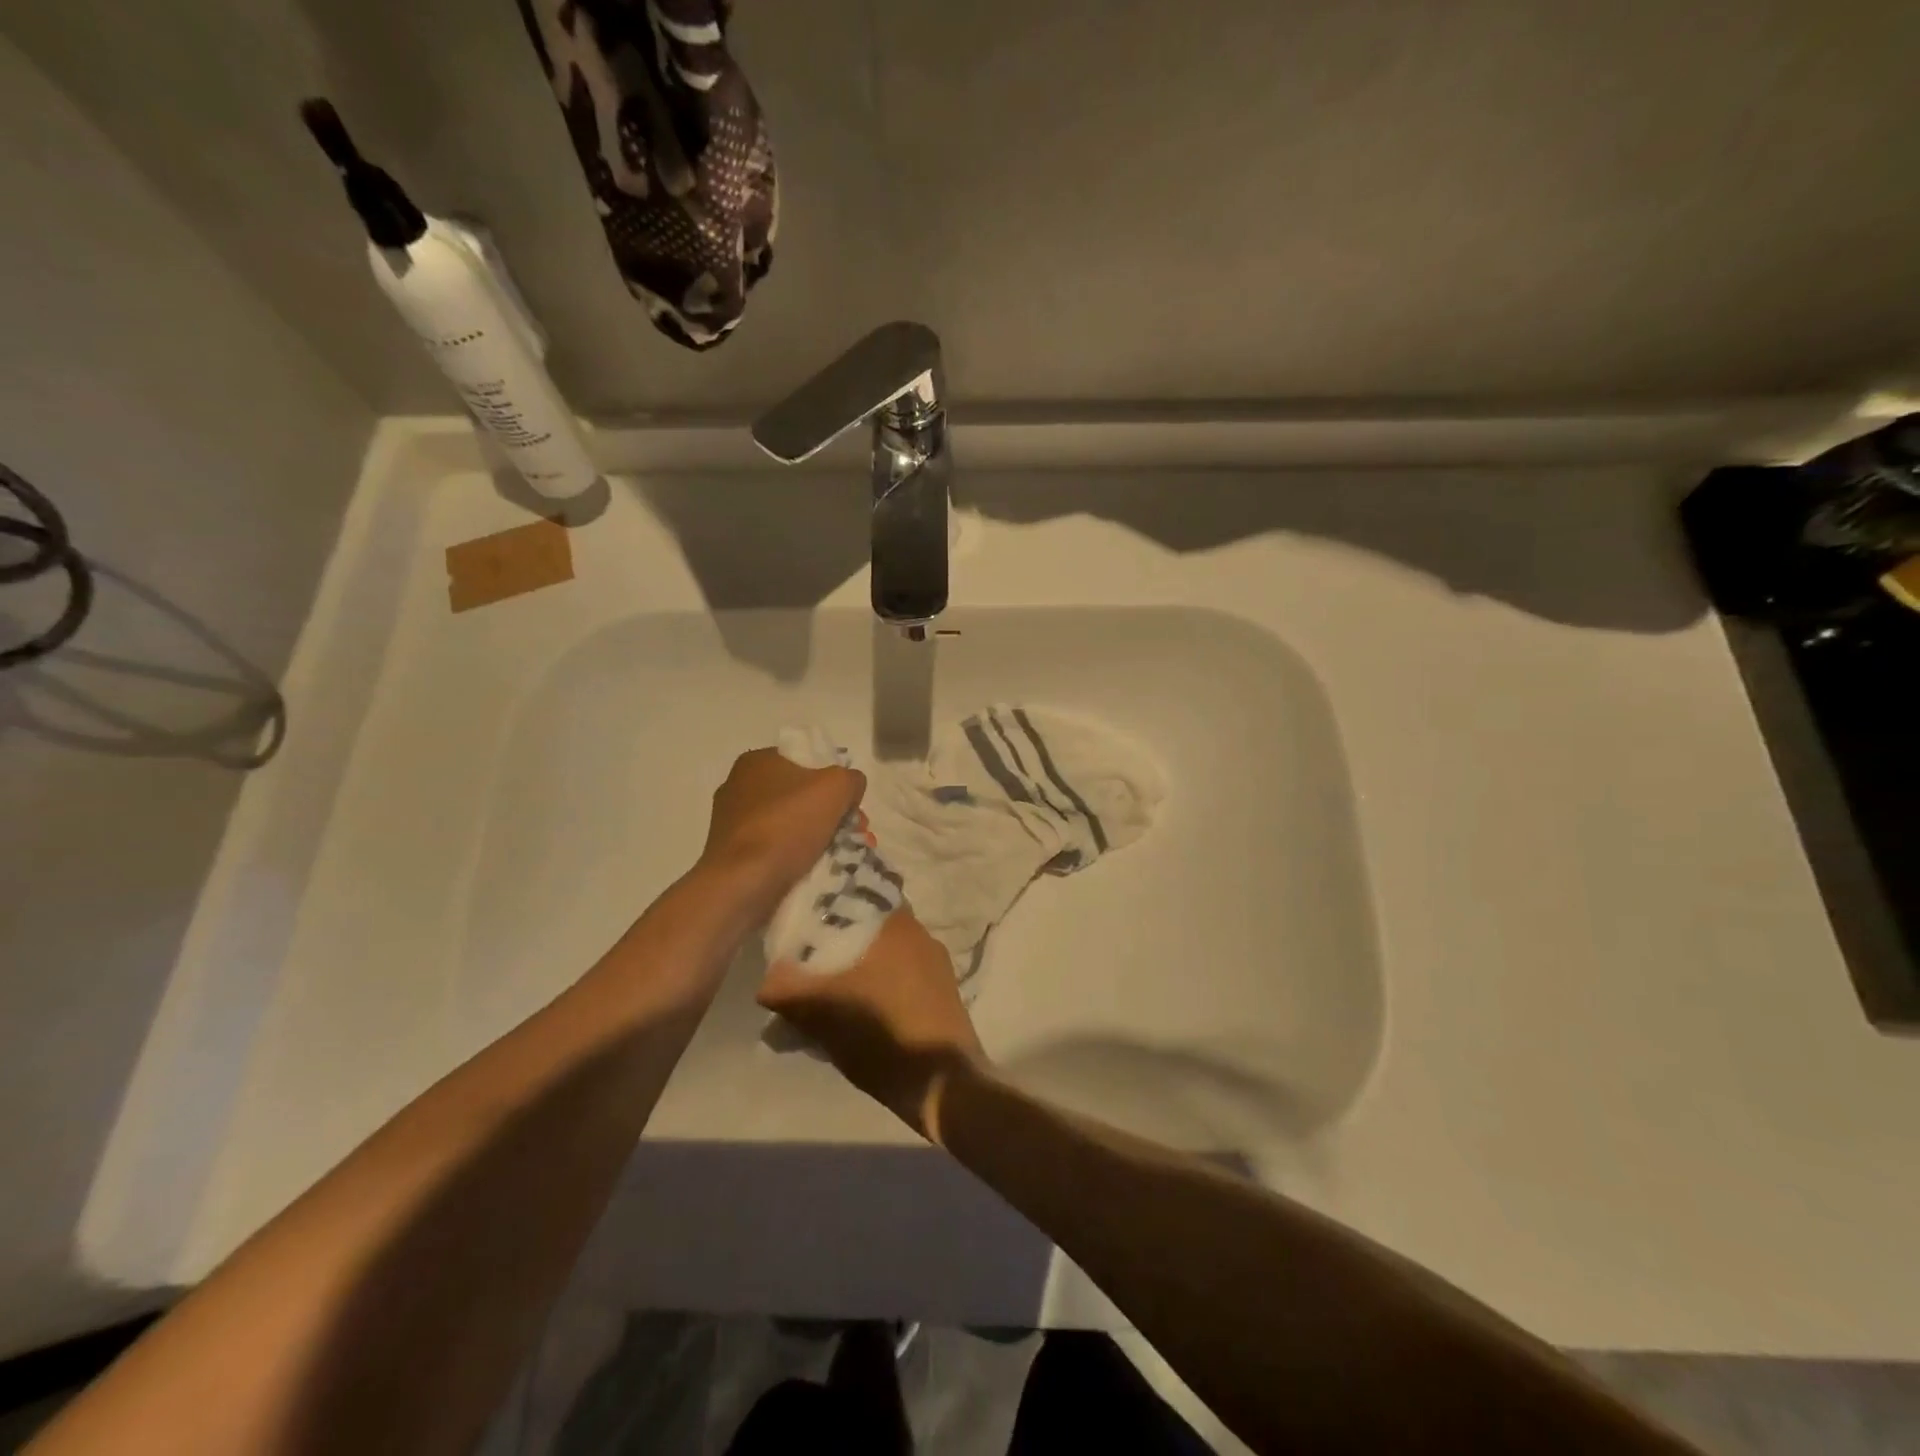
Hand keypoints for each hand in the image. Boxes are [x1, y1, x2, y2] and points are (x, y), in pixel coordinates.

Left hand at [699, 749, 865, 912]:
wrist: (743, 882)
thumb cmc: (787, 825)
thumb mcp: (836, 787)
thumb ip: (851, 779)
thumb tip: (851, 788)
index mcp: (757, 761)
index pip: (806, 762)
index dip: (834, 782)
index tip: (851, 807)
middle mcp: (739, 786)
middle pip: (800, 795)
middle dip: (831, 814)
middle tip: (852, 834)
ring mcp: (732, 822)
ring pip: (789, 824)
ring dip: (817, 837)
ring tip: (841, 856)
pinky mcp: (732, 854)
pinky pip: (774, 849)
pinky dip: (796, 856)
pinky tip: (815, 870)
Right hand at [758, 911, 986, 1141]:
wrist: (942, 1081)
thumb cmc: (882, 1035)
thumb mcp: (822, 1015)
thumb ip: (788, 990)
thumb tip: (766, 982)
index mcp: (893, 924)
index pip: (854, 895)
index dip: (827, 907)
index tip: (804, 925)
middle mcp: (918, 932)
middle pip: (868, 924)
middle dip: (840, 939)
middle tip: (812, 962)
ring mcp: (935, 960)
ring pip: (887, 948)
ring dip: (862, 961)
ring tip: (834, 988)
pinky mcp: (944, 988)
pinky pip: (904, 970)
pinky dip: (883, 980)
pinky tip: (865, 1006)